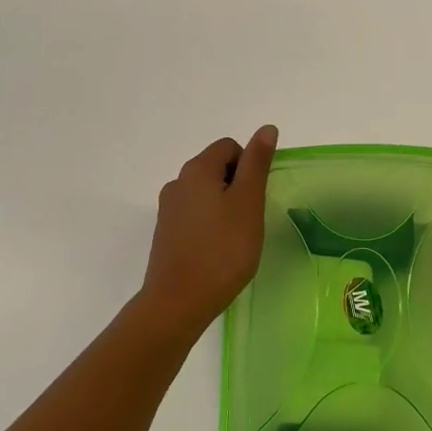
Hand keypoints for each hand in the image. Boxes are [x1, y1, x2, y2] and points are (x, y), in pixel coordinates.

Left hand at [139, 126, 277, 329]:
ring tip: (236, 238)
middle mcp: (178, 182)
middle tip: (250, 219)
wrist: (178, 302)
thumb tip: (266, 128)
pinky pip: (194, 215)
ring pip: (205, 193)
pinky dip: (210, 225)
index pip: (230, 147)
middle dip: (238, 187)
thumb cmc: (223, 250)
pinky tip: (217, 251)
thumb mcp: (248, 202)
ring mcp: (168, 209)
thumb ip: (257, 163)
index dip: (250, 167)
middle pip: (216, 168)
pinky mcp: (165, 233)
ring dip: (224, 207)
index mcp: (197, 169)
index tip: (257, 198)